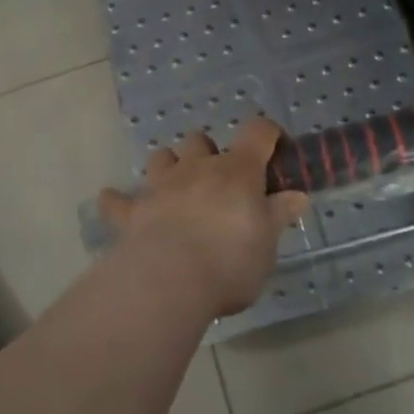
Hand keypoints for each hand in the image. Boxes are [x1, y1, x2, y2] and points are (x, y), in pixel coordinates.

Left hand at [99, 118, 308, 319]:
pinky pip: (118, 200)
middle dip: (208, 152)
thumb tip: (297, 196)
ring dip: (169, 167)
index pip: (257, 132)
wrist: (169, 281)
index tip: (275, 147)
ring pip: (162, 158)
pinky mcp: (132, 211)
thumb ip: (278, 216)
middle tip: (218, 181)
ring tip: (175, 187)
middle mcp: (197, 167)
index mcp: (237, 171)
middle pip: (200, 140)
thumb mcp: (267, 244)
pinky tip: (115, 204)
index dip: (268, 134)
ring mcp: (160, 186)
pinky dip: (118, 201)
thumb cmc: (230, 261)